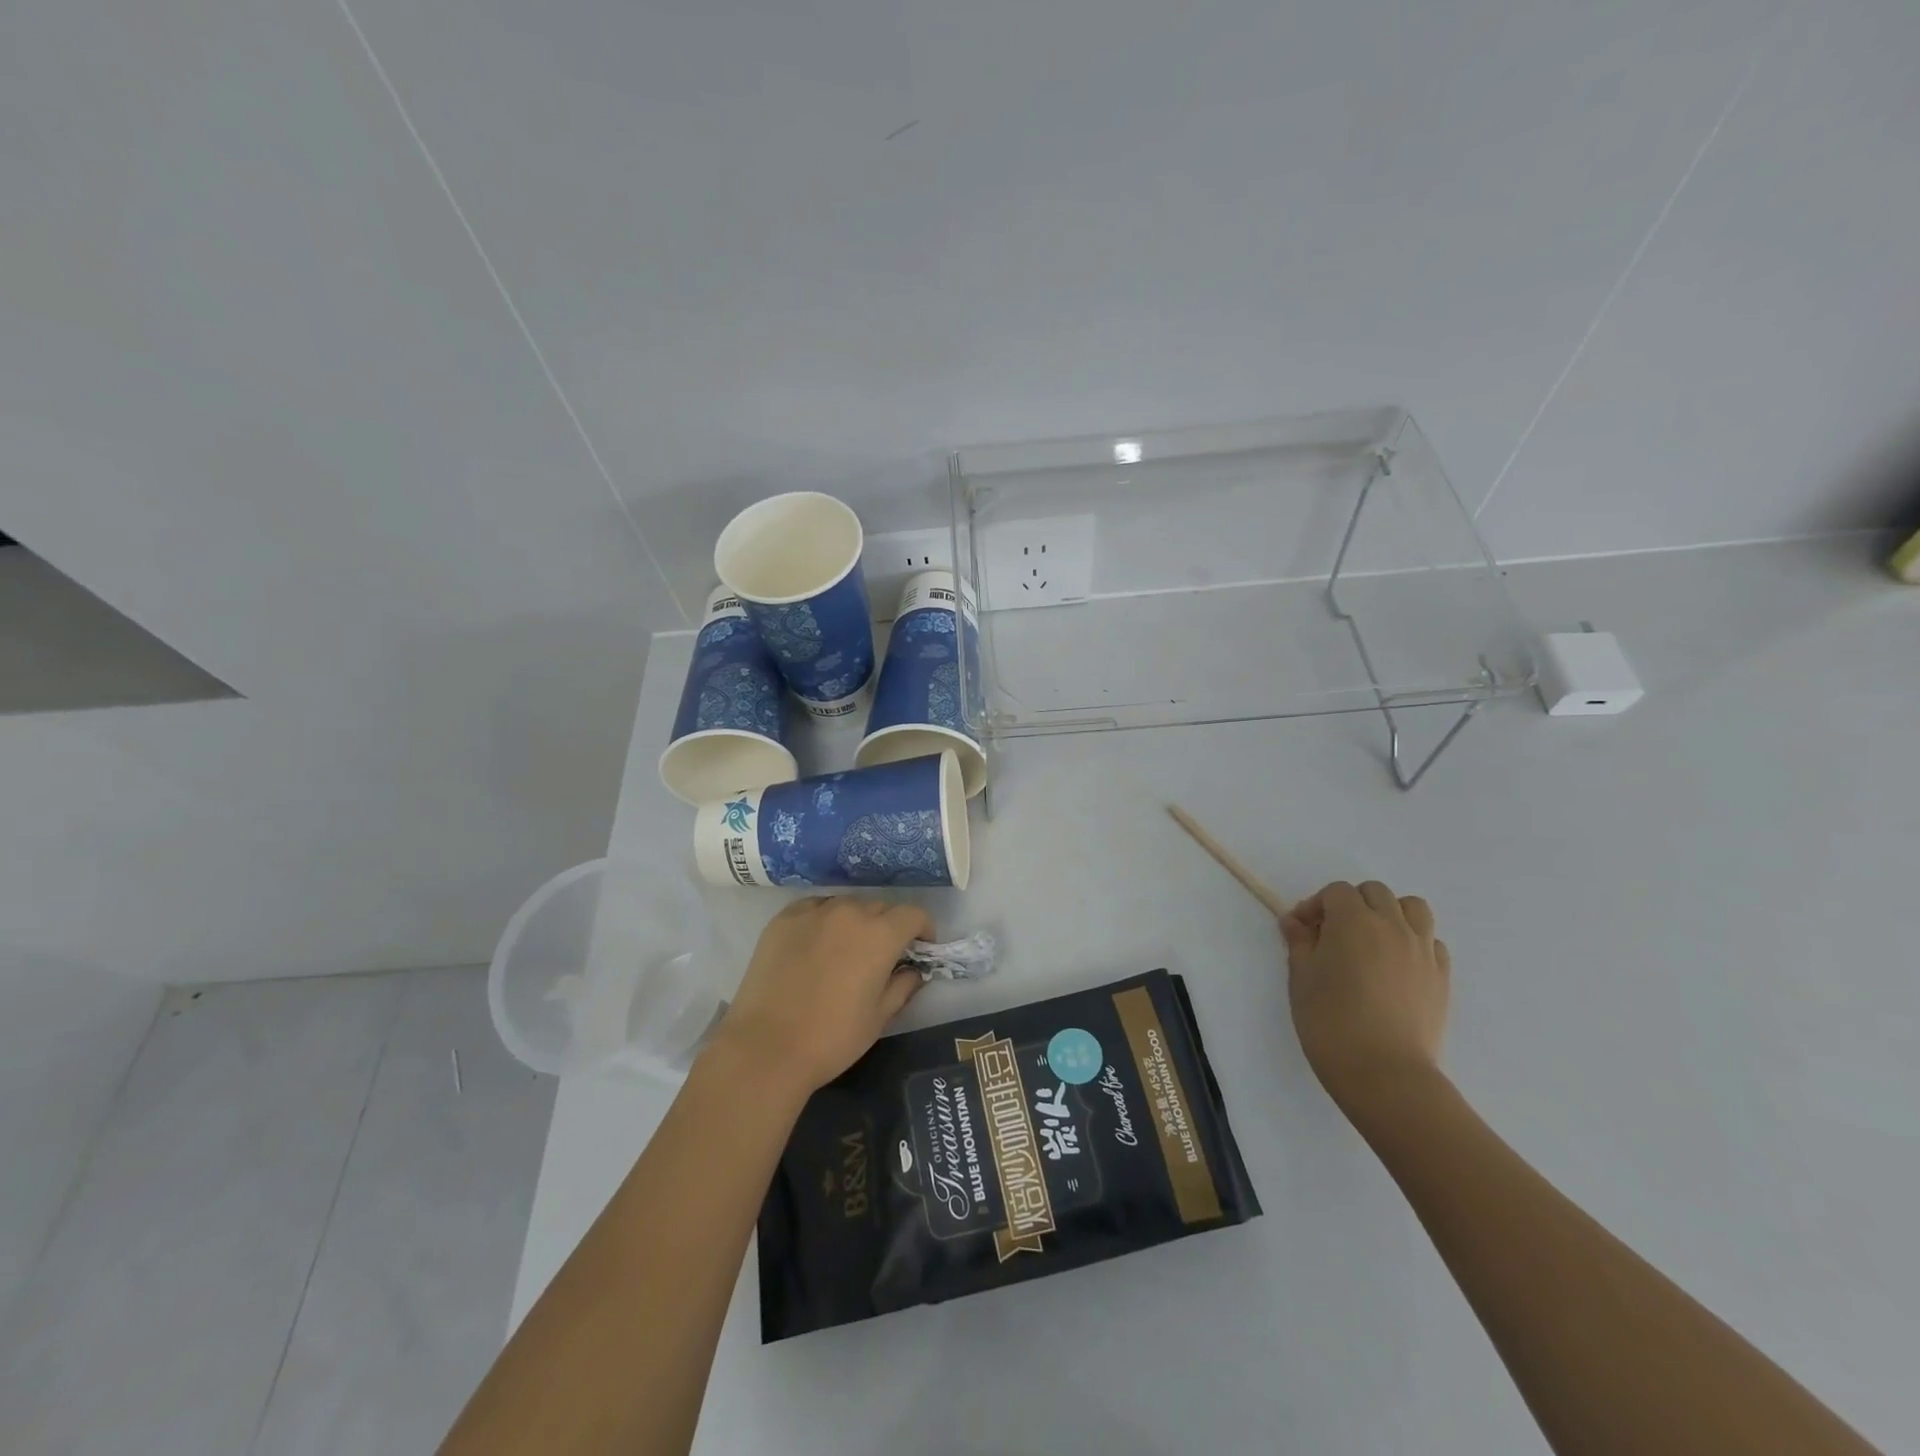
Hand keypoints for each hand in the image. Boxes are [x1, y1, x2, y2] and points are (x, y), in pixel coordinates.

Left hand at [710, 896, 932, 1100]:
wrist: (766, 1047)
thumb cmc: (832, 1038)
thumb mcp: (879, 1018)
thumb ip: (903, 986)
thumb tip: (912, 971)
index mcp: (880, 934)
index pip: (913, 914)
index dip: (923, 929)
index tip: (920, 949)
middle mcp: (850, 912)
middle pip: (881, 908)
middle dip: (889, 927)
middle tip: (882, 956)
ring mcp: (814, 911)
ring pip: (846, 906)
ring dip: (855, 922)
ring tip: (845, 951)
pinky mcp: (784, 918)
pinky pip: (815, 909)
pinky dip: (823, 921)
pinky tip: (815, 946)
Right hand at [1280, 881, 1449, 1116]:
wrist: (1385, 1073)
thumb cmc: (1330, 1021)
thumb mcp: (1301, 977)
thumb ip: (1299, 942)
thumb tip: (1295, 922)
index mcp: (1354, 921)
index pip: (1336, 892)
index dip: (1315, 906)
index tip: (1301, 930)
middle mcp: (1392, 926)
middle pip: (1375, 892)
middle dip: (1352, 904)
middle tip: (1333, 934)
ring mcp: (1422, 950)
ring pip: (1412, 908)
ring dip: (1390, 914)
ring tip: (1372, 941)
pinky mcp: (1441, 976)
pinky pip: (1431, 941)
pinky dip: (1413, 941)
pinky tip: (1395, 966)